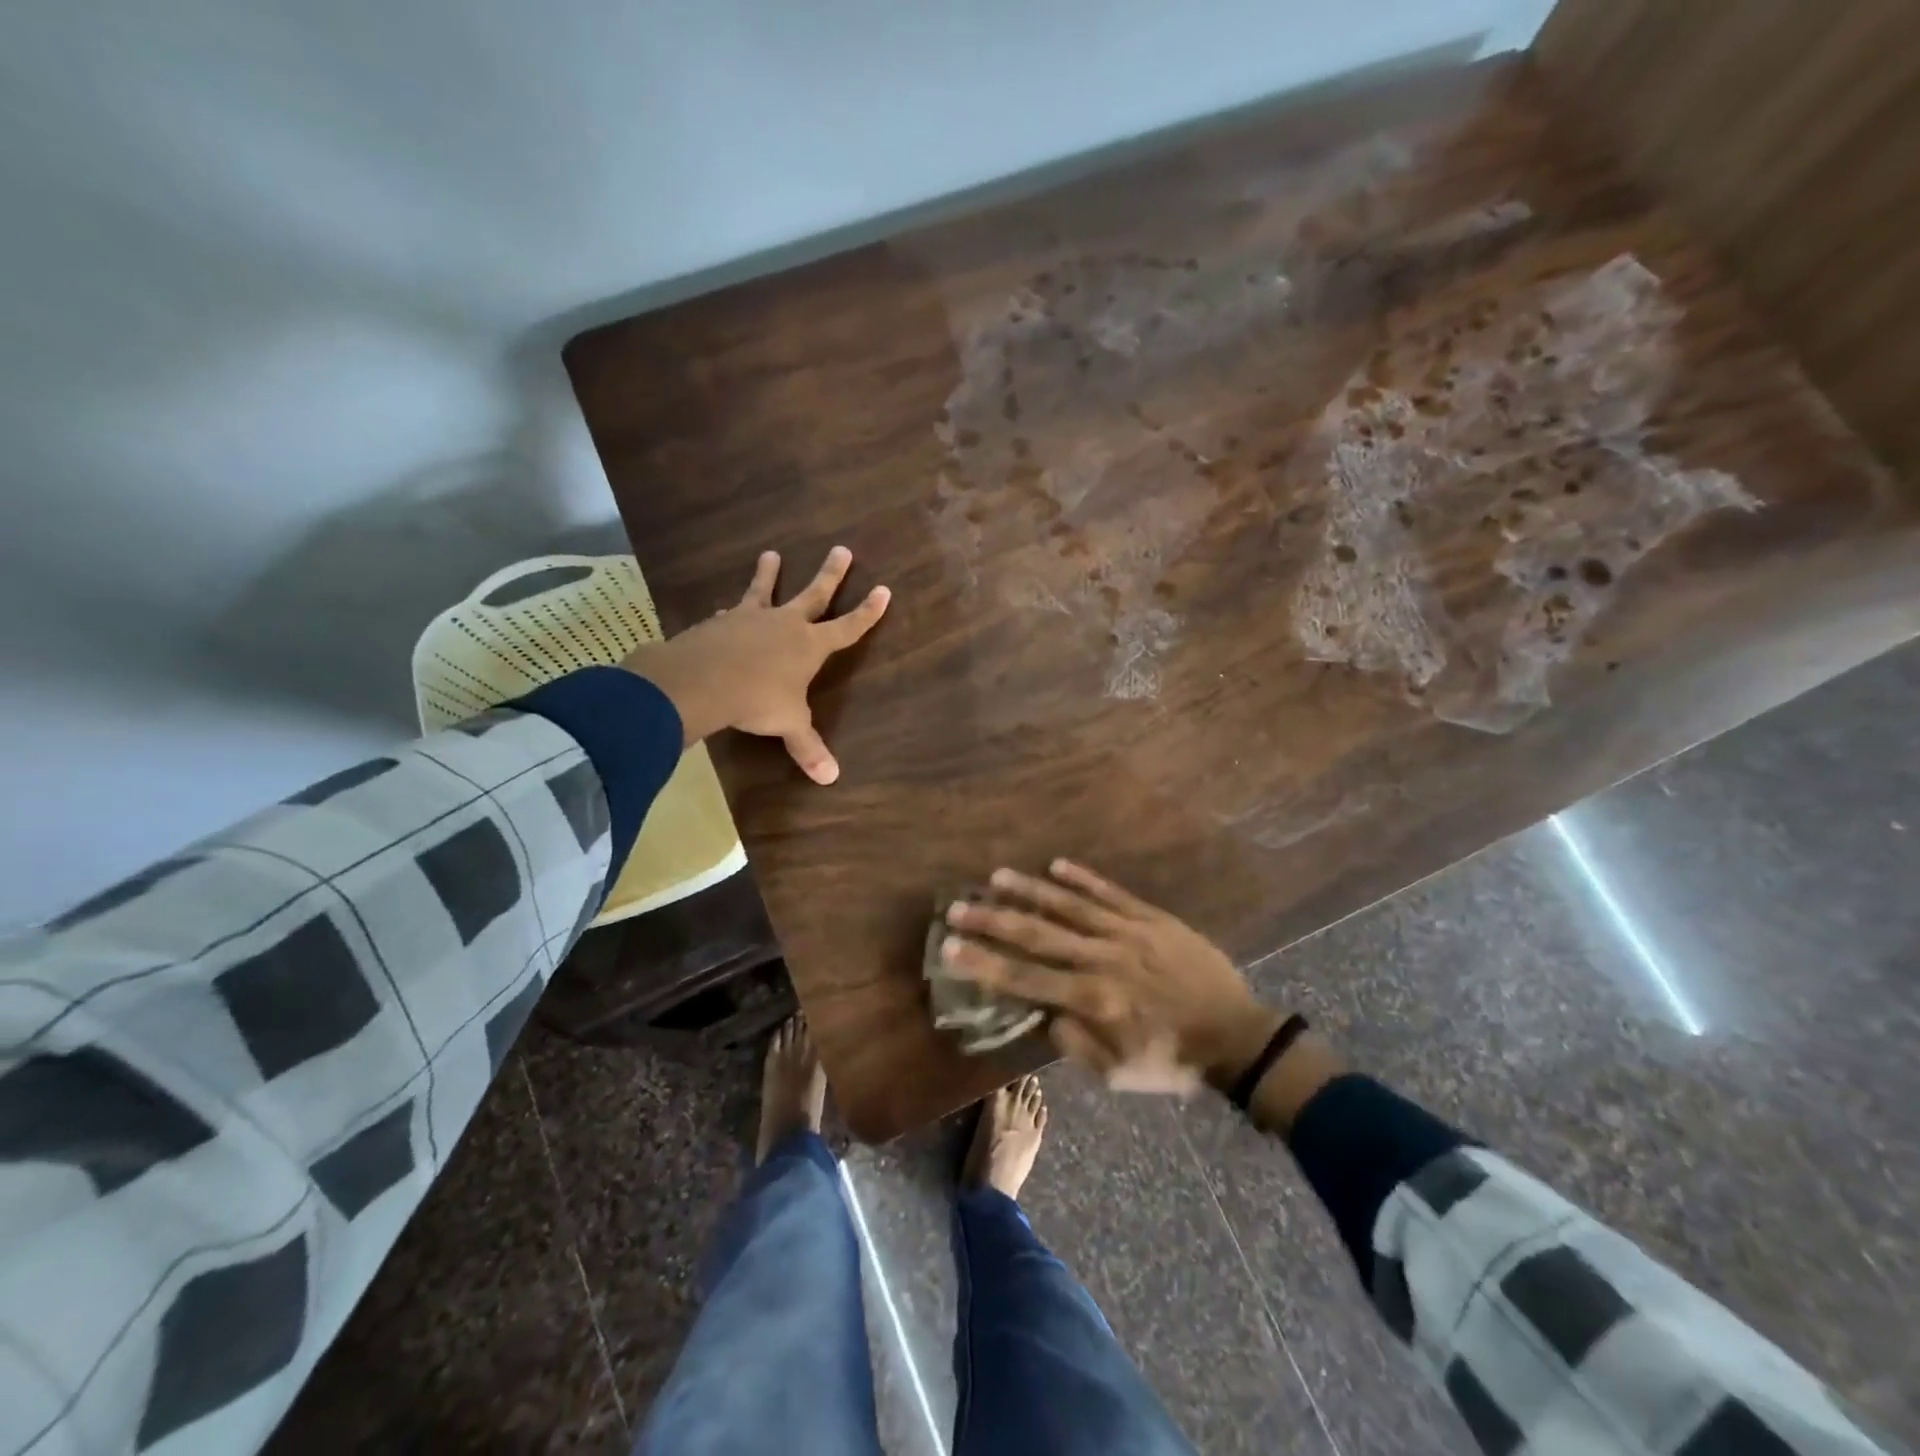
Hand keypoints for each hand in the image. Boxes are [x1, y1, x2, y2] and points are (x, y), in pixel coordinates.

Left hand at [623, 546, 888, 783]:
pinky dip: (731, 612)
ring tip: (770, 554)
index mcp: (810, 646)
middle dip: (830, 574)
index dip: (867, 612)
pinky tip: (724, 610)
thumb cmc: (757, 700)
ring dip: (769, 574)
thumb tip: (831, 779)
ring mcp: (750, 619)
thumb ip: (808, 747)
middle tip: (841, 548)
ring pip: (764, 591)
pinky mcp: (720, 623)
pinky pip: (730, 613)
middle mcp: (785, 625)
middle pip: (813, 594)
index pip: (848, 627)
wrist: (703, 680)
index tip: (884, 590)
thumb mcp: (788, 725)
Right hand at [940, 860, 1284, 1094]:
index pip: (1025, 978)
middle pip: (1038, 935)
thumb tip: (1045, 1011)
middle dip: (994, 920)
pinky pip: (1110, 893)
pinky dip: (1082, 878)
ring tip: (996, 876)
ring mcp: (1127, 932)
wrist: (1237, 1035)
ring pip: (1069, 906)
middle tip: (958, 906)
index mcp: (1093, 1000)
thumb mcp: (1118, 1073)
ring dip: (1030, 890)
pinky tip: (1055, 864)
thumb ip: (1075, 1041)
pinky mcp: (1151, 918)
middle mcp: (1102, 959)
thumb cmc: (1172, 1059)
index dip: (984, 963)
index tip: (949, 946)